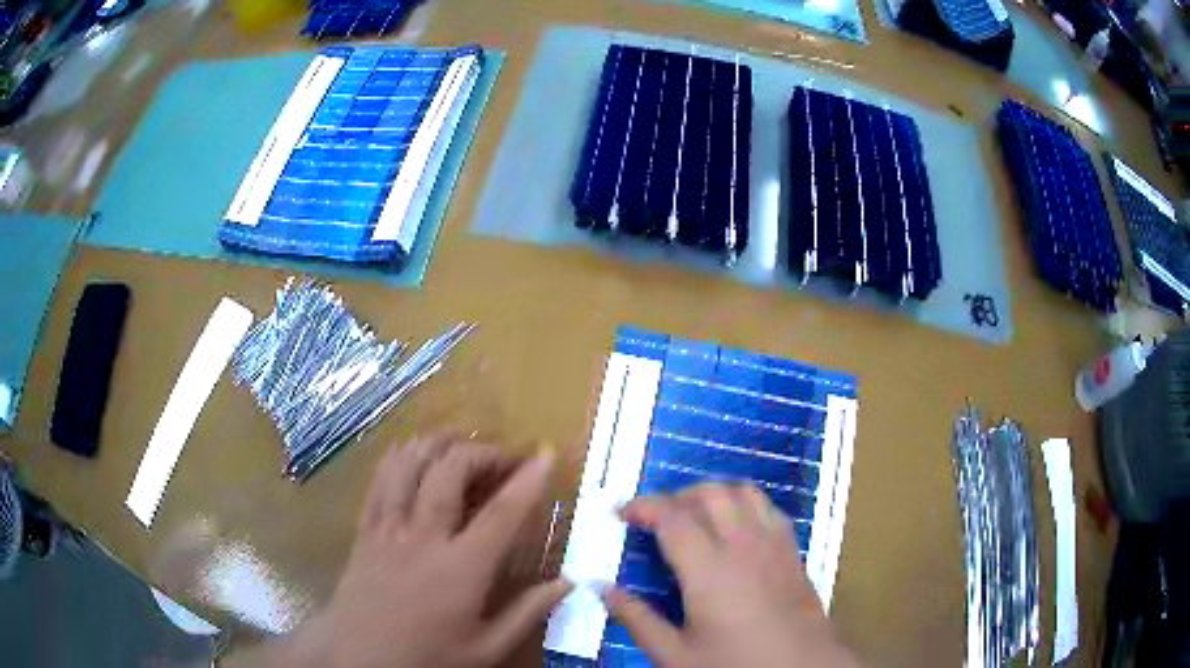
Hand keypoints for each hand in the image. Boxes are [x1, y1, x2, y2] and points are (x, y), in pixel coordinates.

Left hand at [226, 434, 570, 667]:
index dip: (527, 480)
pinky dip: (398, 457)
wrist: (361, 663)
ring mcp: (387, 530)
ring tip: (460, 443)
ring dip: (437, 444)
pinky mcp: (363, 531)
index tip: (546, 455)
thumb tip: (570, 581)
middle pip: (450, 472)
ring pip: (408, 465)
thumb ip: (528, 612)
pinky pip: (378, 481)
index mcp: (460, 569)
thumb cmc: (429, 659)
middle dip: (482, 453)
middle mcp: (422, 538)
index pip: (501, 513)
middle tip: (504, 458)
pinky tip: (410, 451)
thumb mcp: (487, 648)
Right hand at [606, 483, 857, 667]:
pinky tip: (735, 528)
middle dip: (675, 495)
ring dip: (712, 493)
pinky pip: (768, 508)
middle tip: (654, 518)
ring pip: (743, 492)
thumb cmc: (735, 665)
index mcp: (709, 570)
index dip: (642, 507)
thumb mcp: (676, 655)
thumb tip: (603, 589)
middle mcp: (743, 545)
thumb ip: (638, 620)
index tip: (622, 513)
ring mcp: (773, 544)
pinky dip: (744, 504)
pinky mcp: (792, 550)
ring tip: (693, 515)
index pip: (671, 518)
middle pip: (709, 494)